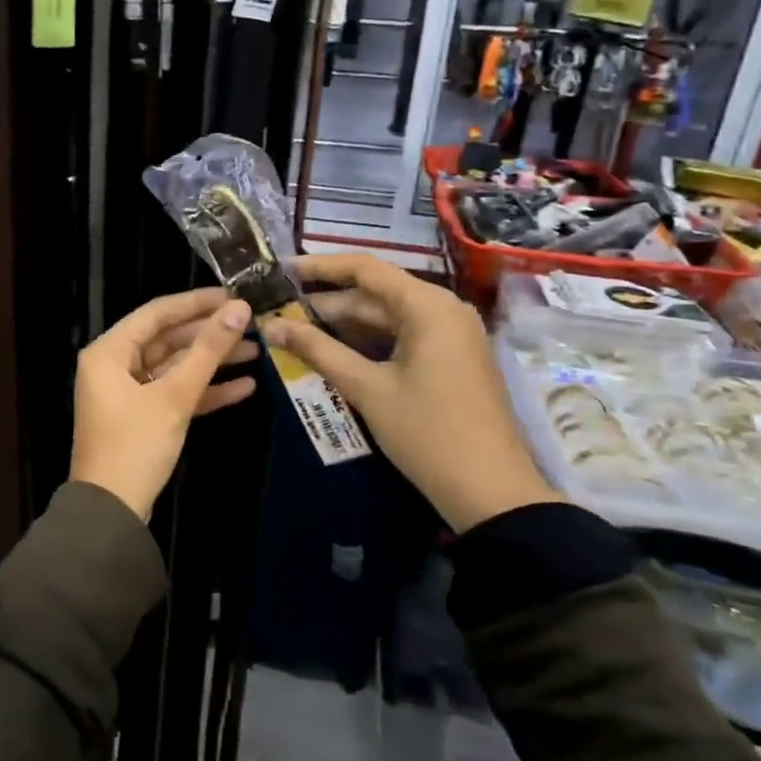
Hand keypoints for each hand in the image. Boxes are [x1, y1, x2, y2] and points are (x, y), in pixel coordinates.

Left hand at [70, 288, 258, 521]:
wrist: (112, 513)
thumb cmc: (136, 445)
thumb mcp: (175, 396)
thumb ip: (208, 351)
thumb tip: (239, 309)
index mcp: (109, 352)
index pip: (157, 313)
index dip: (196, 302)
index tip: (233, 295)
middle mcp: (115, 366)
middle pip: (168, 339)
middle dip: (209, 334)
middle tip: (251, 323)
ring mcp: (129, 393)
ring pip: (175, 367)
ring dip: (212, 362)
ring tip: (257, 351)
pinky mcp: (144, 418)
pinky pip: (176, 394)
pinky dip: (205, 391)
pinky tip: (245, 387)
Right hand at [259, 255, 554, 532]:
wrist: (491, 492)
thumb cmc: (427, 432)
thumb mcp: (367, 388)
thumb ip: (317, 350)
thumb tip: (269, 325)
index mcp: (428, 306)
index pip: (365, 269)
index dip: (320, 267)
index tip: (281, 270)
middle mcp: (442, 310)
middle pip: (374, 294)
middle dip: (326, 303)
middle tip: (278, 311)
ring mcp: (449, 336)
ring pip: (386, 318)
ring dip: (343, 325)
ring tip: (294, 331)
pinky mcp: (449, 360)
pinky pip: (400, 337)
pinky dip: (366, 342)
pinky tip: (331, 352)